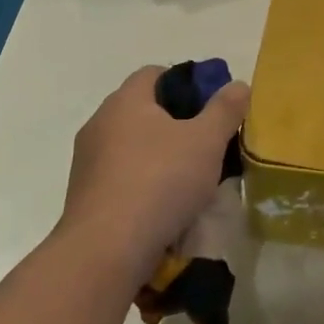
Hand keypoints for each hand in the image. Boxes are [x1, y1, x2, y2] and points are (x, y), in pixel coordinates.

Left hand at [58, 67, 250, 282]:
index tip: (210, 106)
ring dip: (159, 158)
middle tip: (206, 144)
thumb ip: (225, 110)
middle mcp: (100, 123)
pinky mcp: (84, 196)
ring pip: (132, 147)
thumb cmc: (160, 181)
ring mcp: (87, 162)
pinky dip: (142, 185)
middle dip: (176, 124)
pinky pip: (121, 179)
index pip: (155, 73)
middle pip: (143, 111)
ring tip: (189, 182)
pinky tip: (164, 209)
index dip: (186, 83)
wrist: (105, 251)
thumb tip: (238, 86)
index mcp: (125, 100)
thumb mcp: (206, 141)